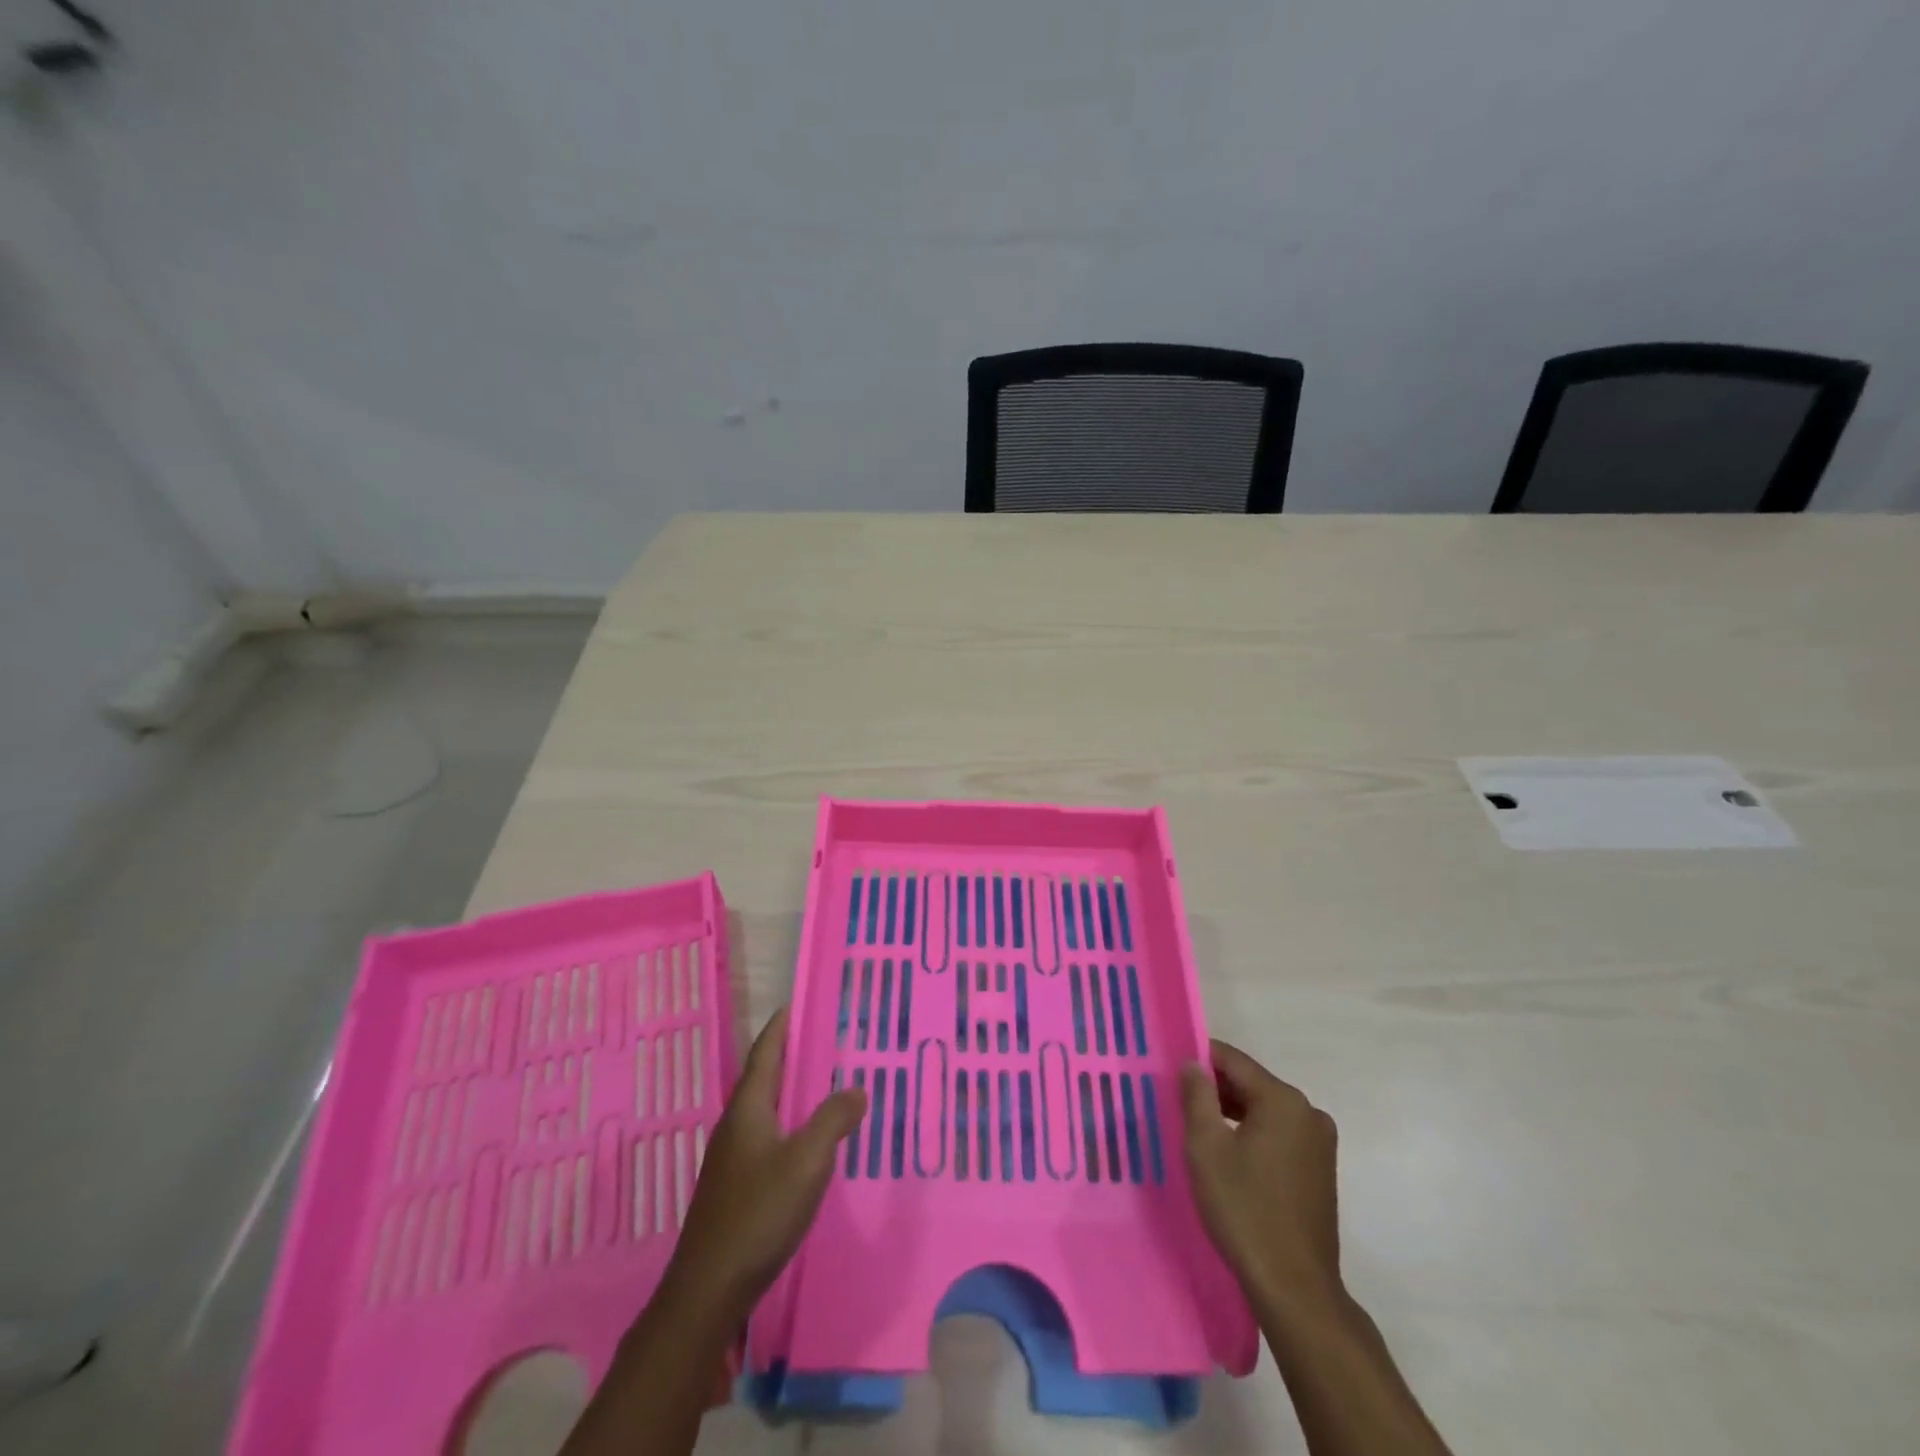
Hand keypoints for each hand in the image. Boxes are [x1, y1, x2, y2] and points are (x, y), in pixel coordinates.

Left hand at [660, 1007, 865, 1320]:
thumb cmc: (758, 1213)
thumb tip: (856, 1088)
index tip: (798, 1003)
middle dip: (790, 1055)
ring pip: (765, 1109)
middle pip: (764, 1077)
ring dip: (791, 1090)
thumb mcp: (807, 1161)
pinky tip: (808, 1140)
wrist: (708, 1289)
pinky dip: (789, 1122)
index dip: (781, 1027)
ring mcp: (732, 1158)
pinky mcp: (736, 1186)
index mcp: (748, 1109)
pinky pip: (767, 1136)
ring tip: (823, 1083)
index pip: (765, 1052)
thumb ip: (833, 1120)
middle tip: (825, 1038)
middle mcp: (736, 1125)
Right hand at [1181, 1040, 1342, 1311]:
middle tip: (1179, 1103)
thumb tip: (1193, 1064)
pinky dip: (1253, 1134)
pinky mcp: (1321, 1169)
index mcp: (1283, 1099)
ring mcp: (1319, 1142)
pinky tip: (1229, 1156)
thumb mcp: (1206, 1147)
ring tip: (1198, 1130)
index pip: (1233, 1060)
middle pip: (1251, 1083)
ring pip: (1265, 1110)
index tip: (1170, 1070)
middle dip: (1215, 1089)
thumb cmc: (1244, 1209)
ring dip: (1233, 1113)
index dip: (1199, 1060)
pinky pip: (1279, 1134)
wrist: (1294, 1288)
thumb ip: (1197, 1095)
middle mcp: (1308, 1112)